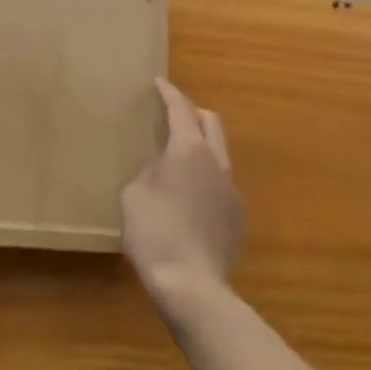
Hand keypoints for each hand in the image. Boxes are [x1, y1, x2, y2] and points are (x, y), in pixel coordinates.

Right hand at [121, 80, 242, 321]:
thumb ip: (150, 172)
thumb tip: (163, 172)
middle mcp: (216, 162)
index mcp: (189, 149)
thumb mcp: (134, 195)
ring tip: (180, 161)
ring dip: (201, 148)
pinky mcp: (237, 218)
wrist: (191, 287)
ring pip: (220, 154)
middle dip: (193, 113)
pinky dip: (207, 180)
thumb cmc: (154, 233)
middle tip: (174, 116)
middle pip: (210, 122)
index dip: (169, 92)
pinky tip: (191, 201)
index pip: (181, 108)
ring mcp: (231, 191)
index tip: (159, 82)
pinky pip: (222, 185)